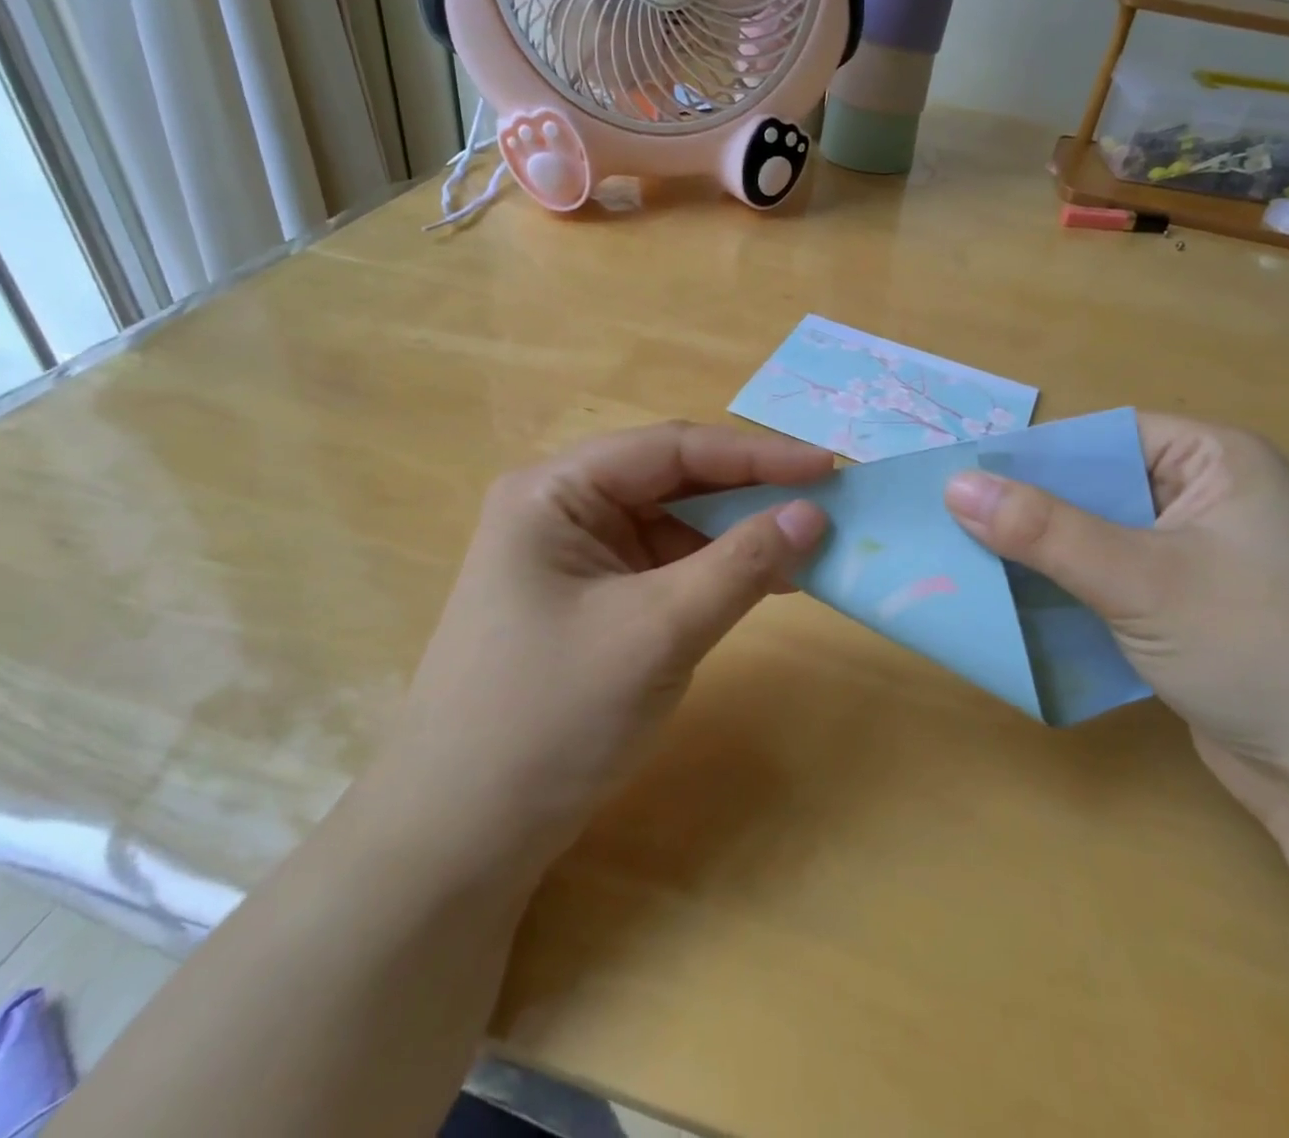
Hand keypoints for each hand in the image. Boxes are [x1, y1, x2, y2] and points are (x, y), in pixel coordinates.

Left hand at [371, 422, 829, 876]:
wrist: (460, 839)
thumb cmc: (552, 719)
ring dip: (738, 534)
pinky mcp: (591, 598)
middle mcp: (562, 508)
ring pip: (675, 523)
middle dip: (750, 492)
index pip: (673, 450)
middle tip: (825, 503)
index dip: (757, 455)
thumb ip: (741, 564)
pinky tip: (765, 581)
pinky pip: (666, 565)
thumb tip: (814, 513)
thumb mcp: (659, 632)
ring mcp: (575, 555)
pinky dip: (716, 570)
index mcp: (556, 491)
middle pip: (673, 480)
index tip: (828, 468)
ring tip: (808, 545)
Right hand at [944, 414, 1288, 828]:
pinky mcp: (1184, 609)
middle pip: (1094, 488)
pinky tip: (1014, 604)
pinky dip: (1065, 592)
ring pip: (1095, 539)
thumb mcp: (1141, 580)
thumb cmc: (1259, 650)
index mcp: (1214, 461)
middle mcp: (1206, 498)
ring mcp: (1196, 557)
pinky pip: (1107, 582)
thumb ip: (1044, 531)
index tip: (961, 480)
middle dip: (1029, 512)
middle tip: (952, 525)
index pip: (1102, 436)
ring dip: (1041, 556)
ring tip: (966, 562)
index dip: (1033, 456)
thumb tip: (954, 485)